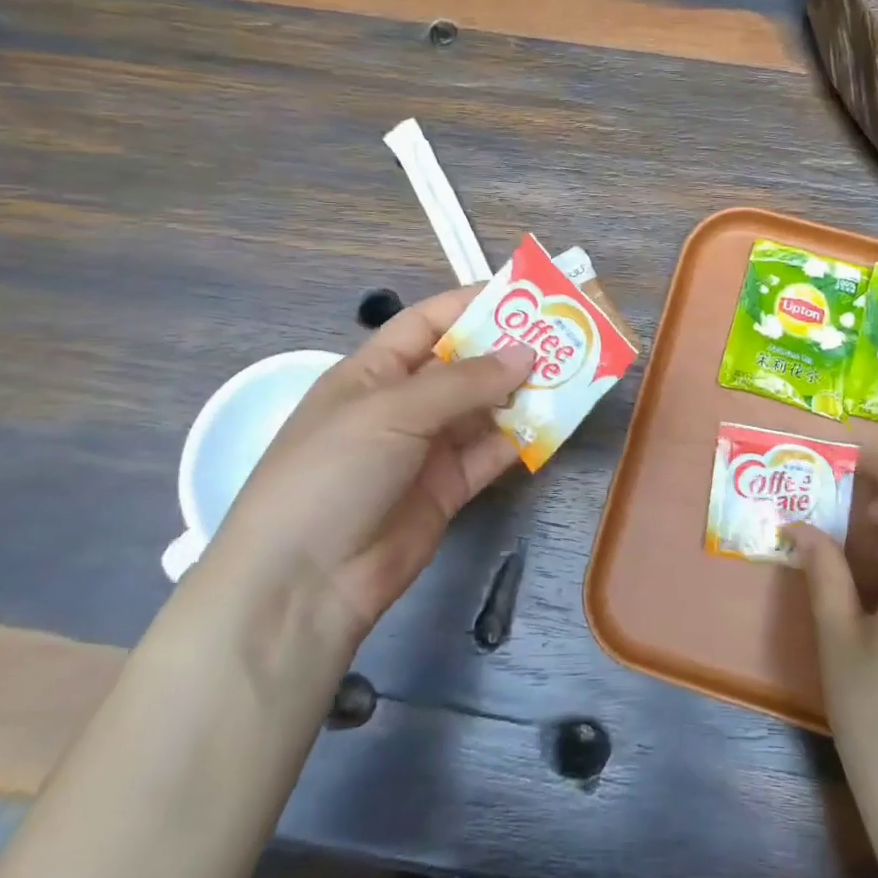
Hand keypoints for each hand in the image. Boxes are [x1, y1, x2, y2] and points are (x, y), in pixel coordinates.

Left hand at [206, 286, 533, 659]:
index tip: (525, 296)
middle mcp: (403, 404)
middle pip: (463, 366)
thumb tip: (526, 353)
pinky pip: (491, 454)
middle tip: (564, 336)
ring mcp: (427, 449)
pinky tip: (553, 425)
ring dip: (522, 393)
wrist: (305, 581)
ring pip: (483, 410)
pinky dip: (520, 439)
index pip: (427, 323)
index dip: (471, 305)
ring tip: (571, 374)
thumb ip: (463, 381)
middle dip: (508, 350)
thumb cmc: (335, 471)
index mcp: (374, 371)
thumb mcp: (393, 410)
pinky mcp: (448, 489)